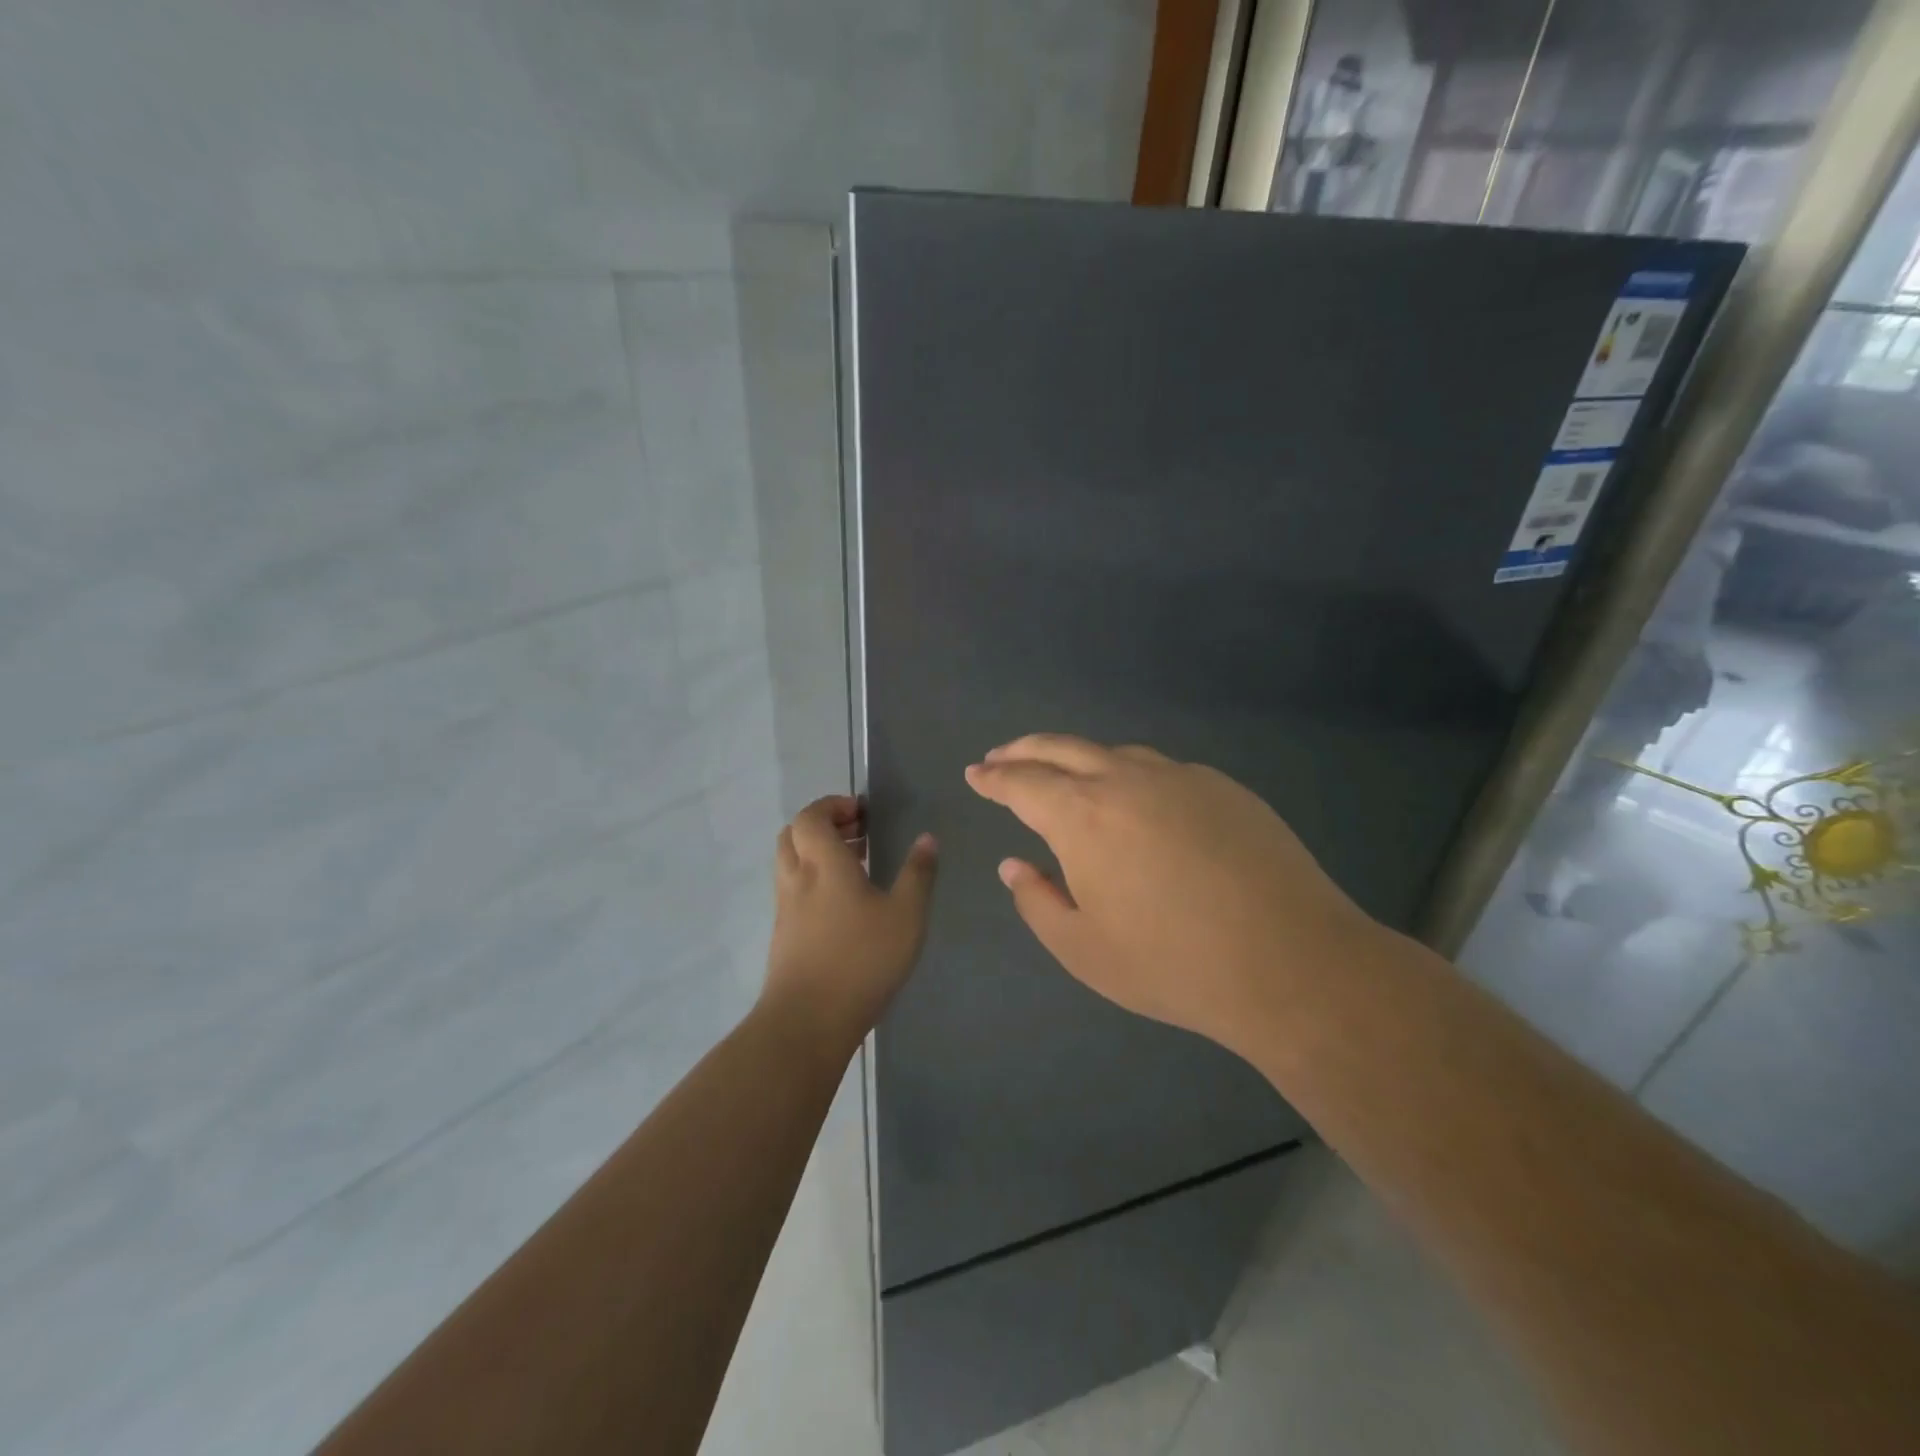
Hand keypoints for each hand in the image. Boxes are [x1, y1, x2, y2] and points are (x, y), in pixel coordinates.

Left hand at [761, 795, 938, 1053]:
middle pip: (794, 833)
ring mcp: (785, 907)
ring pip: (791, 862)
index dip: (833, 806)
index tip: (862, 812)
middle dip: (824, 825)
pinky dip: (814, 879)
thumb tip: (927, 839)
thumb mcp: (906, 916)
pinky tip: (844, 903)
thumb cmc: (861, 959)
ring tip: (857, 865)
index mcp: (823, 863)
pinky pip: (793, 888)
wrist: (808, 1021)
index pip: (812, 816)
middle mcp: (797, 878)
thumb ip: (918, 874)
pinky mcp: (783, 934)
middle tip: (858, 833)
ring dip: (817, 852)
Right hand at [964, 735, 1385, 1058]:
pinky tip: (1136, 799)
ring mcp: (1180, 777)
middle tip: (1002, 757)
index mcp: (1083, 815)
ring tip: (1063, 773)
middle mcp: (1126, 779)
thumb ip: (1037, 900)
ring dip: (1077, 757)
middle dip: (1024, 750)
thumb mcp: (1083, 949)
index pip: (1023, 782)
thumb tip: (1014, 865)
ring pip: (1114, 753)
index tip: (975, 774)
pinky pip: (1161, 770)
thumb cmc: (1173, 964)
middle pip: (1062, 748)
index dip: (994, 777)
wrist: (1291, 962)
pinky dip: (1129, 774)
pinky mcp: (1223, 787)